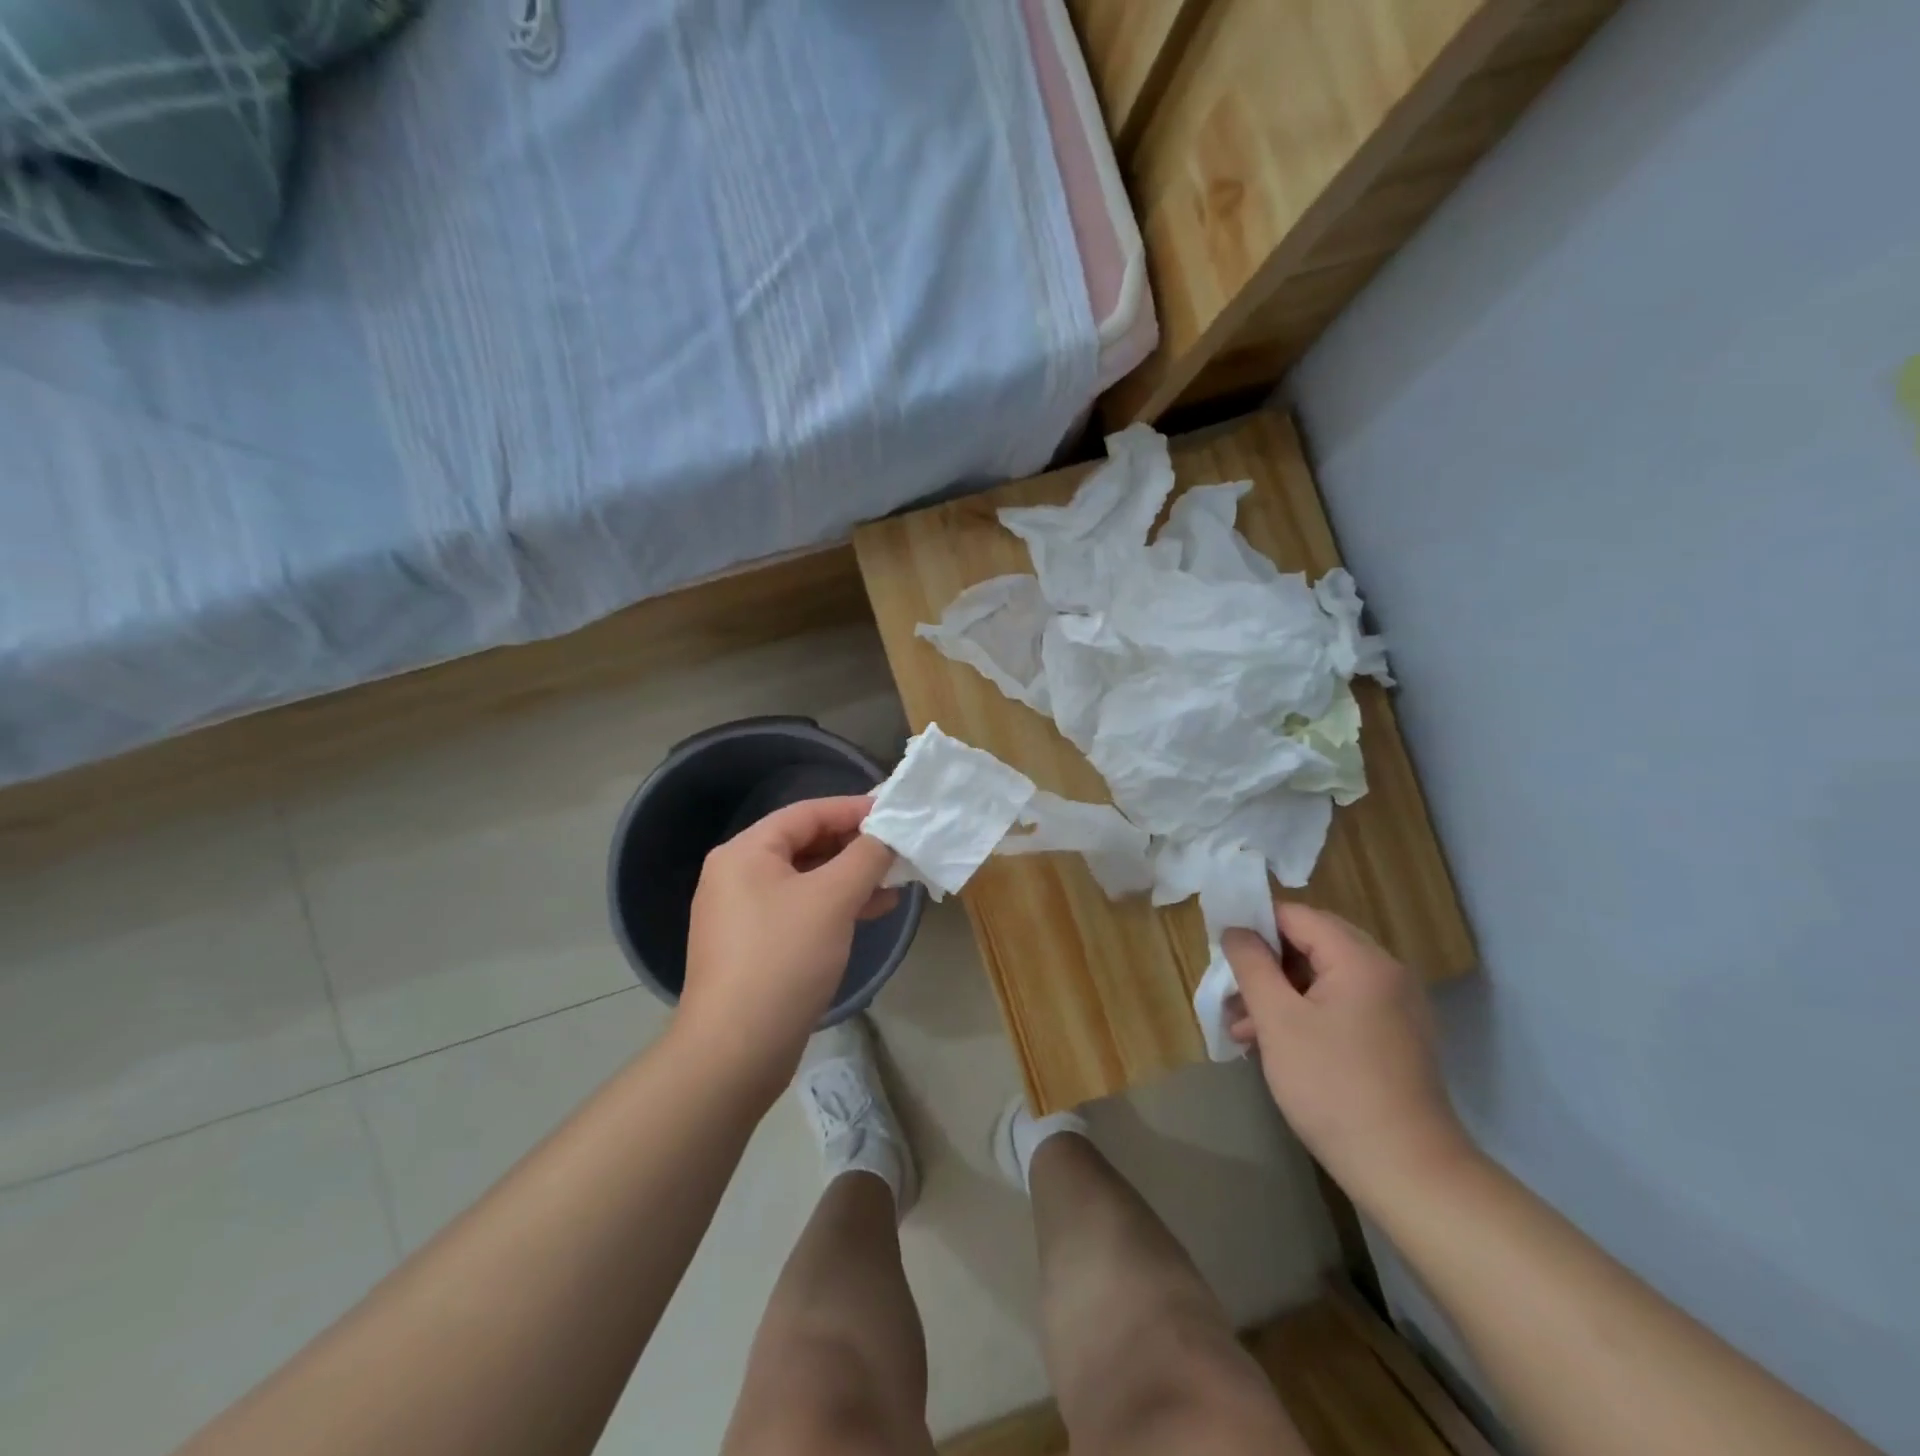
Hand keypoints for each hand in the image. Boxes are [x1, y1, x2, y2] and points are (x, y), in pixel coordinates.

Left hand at [678, 796, 897, 1101]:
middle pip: (805, 844)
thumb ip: (866, 856)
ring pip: (806, 880)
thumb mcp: (832, 898)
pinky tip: (871, 912)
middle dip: (854, 846)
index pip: (806, 813)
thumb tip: (888, 833)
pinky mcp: (755, 947)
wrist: (736, 1050)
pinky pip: (800, 910)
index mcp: (745, 852)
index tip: (893, 812)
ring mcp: (743, 914)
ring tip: (894, 882)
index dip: (852, 809)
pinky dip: (835, 906)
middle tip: (898, 848)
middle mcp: (737, 875)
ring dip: (850, 878)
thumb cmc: (784, 958)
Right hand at [1223, 903, 1473, 1206]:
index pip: (1297, 916)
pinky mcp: (1397, 1037)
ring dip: (1281, 993)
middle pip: (1313, 944)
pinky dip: (1307, 1013)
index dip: (1255, 925)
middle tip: (1231, 991)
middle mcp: (1386, 972)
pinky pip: (1343, 1005)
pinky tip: (1276, 1044)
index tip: (1221, 951)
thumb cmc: (1332, 1086)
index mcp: (1360, 959)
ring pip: (1325, 978)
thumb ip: (1252, 965)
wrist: (1407, 1170)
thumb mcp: (1277, 1020)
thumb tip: (1236, 930)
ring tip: (1243, 1027)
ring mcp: (1396, 1006)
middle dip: (1266, 964)